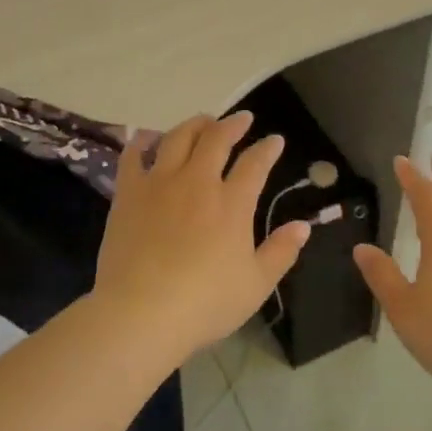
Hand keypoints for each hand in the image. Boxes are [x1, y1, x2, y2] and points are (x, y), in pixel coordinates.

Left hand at [94, 111, 309, 359]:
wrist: (141, 311)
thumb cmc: (205, 303)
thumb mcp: (256, 285)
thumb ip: (281, 252)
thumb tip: (303, 226)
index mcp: (232, 203)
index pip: (255, 164)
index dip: (268, 149)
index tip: (275, 140)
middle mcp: (197, 183)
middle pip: (216, 140)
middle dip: (232, 124)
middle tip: (242, 119)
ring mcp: (159, 184)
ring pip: (177, 138)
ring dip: (193, 125)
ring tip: (202, 121)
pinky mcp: (128, 194)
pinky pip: (133, 157)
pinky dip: (142, 142)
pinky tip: (146, 137)